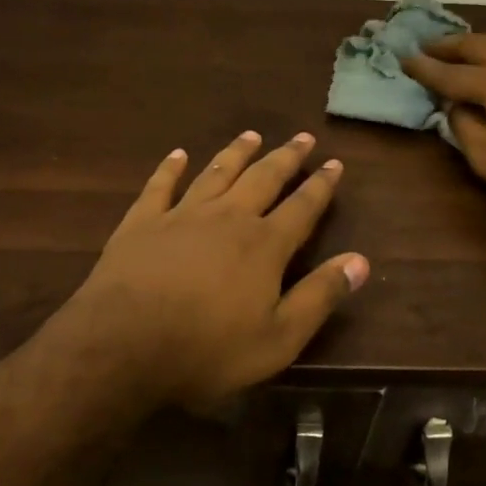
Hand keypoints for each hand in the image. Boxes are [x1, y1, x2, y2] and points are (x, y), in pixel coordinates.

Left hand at [48, 131, 369, 407]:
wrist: (124, 345)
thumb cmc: (208, 349)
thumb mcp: (278, 338)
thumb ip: (320, 296)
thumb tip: (361, 260)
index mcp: (264, 245)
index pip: (302, 207)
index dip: (321, 185)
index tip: (335, 163)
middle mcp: (228, 217)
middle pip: (263, 178)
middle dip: (286, 157)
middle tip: (302, 137)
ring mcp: (182, 214)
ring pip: (217, 172)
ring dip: (237, 152)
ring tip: (252, 135)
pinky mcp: (142, 221)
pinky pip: (160, 185)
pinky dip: (171, 168)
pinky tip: (178, 154)